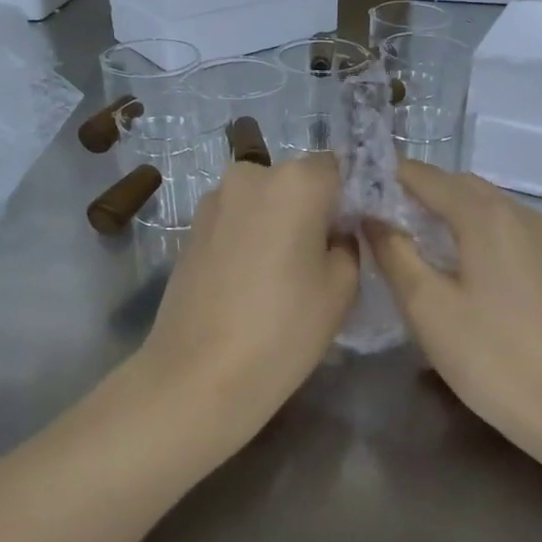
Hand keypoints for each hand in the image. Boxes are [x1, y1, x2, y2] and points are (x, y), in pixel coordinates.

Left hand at [135, 154, 357, 436]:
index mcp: (296, 181)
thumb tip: (335, 231)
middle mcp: (251, 175)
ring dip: (277, 222)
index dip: (348, 198)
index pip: (337, 168)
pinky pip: (236, 220)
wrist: (199, 374)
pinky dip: (249, 237)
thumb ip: (347, 243)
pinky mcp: (190, 228)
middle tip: (320, 257)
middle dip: (312, 208)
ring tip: (281, 273)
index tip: (352, 233)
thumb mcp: (342, 287)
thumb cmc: (284, 328)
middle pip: (296, 181)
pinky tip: (250, 280)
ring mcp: (213, 200)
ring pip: (263, 200)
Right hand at [365, 162, 541, 460]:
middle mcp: (519, 212)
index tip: (358, 189)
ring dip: (449, 212)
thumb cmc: (491, 356)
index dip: (390, 176)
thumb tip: (372, 217)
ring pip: (487, 208)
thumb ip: (395, 253)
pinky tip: (462, 266)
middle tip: (381, 218)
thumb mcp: (427, 307)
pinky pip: (507, 230)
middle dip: (419, 192)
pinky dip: (477, 232)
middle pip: (460, 186)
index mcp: (485, 215)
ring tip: (416, 241)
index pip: (427, 176)